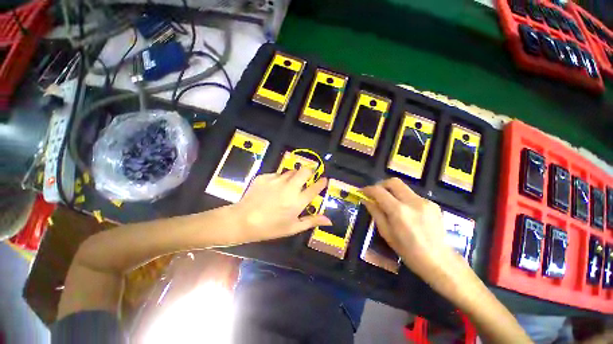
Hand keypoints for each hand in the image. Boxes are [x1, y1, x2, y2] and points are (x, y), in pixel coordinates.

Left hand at [230, 168, 330, 243]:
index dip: (322, 182)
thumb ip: (312, 221)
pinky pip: (277, 174)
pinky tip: (272, 188)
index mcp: (297, 201)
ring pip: (291, 171)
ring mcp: (276, 180)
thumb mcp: (293, 228)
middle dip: (310, 171)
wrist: (242, 220)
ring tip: (288, 186)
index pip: (315, 188)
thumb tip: (329, 220)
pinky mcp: (265, 177)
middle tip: (308, 177)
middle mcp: (289, 187)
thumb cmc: (270, 227)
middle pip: (305, 171)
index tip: (324, 180)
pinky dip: (279, 179)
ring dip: (294, 176)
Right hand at [362, 178, 457, 280]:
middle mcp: (413, 202)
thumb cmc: (409, 252)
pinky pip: (413, 196)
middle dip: (381, 185)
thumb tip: (366, 201)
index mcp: (399, 211)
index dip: (368, 189)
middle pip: (393, 182)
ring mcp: (425, 202)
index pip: (379, 191)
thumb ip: (376, 213)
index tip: (362, 192)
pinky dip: (404, 199)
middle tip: (376, 194)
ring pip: (404, 188)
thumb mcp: (387, 234)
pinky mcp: (433, 204)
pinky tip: (406, 212)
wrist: (440, 261)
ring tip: (390, 205)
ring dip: (393, 192)